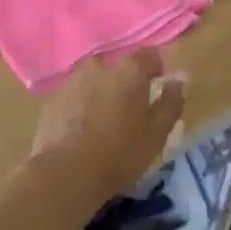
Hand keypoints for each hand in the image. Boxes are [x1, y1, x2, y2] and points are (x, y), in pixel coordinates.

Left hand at [30, 49, 183, 207]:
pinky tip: (82, 132)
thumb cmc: (119, 153)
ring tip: (103, 125)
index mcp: (129, 70)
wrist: (64, 174)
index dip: (156, 71)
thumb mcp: (157, 133)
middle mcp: (99, 66)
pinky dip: (80, 107)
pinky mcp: (52, 99)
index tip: (157, 93)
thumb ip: (171, 103)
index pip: (150, 56)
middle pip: (119, 69)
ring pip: (94, 81)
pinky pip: (74, 96)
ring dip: (101, 94)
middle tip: (129, 114)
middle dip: (125, 85)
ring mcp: (72, 80)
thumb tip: (178, 81)